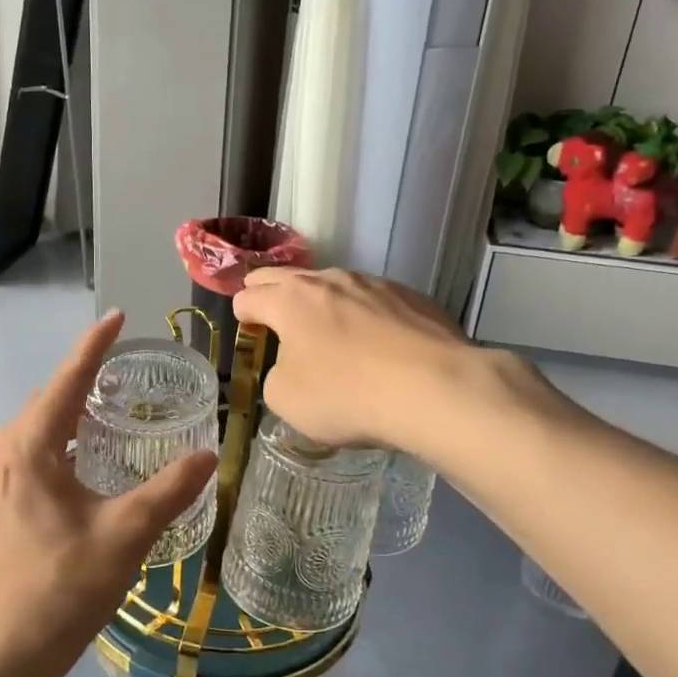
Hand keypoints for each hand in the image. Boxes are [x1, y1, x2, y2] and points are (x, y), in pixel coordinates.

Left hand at [0, 311, 216, 673]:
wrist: (10, 650)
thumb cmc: (67, 586)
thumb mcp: (127, 533)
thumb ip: (170, 490)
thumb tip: (209, 455)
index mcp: (31, 449)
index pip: (66, 381)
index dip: (93, 346)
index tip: (117, 317)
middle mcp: (5, 454)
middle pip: (47, 399)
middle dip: (82, 376)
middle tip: (123, 369)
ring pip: (35, 426)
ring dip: (68, 408)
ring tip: (107, 405)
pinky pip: (28, 450)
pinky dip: (57, 437)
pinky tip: (82, 457)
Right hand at [232, 268, 541, 455]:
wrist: (435, 389)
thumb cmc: (346, 395)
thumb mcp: (286, 399)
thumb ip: (276, 374)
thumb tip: (292, 365)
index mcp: (289, 299)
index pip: (248, 296)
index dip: (242, 316)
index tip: (250, 336)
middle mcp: (329, 280)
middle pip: (284, 277)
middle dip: (270, 294)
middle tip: (272, 320)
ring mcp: (374, 283)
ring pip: (333, 285)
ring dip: (321, 304)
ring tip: (328, 334)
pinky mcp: (412, 296)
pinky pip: (373, 300)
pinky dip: (363, 316)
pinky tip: (377, 345)